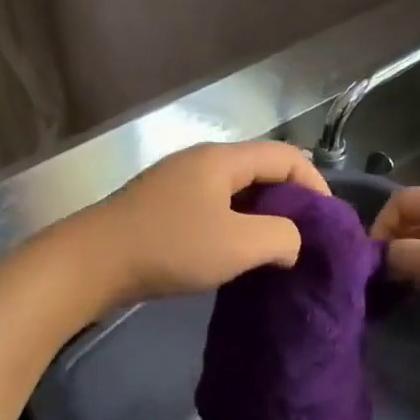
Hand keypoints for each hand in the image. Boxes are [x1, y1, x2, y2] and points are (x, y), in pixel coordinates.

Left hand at [62, 141, 331, 304]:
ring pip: (235, 194)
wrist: (92, 263)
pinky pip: (211, 210)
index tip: (326, 226)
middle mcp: (201, 163)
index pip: (287, 157)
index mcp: (223, 160)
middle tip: (304, 241)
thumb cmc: (170, 247)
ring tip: (273, 253)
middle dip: (289, 203)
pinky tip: (233, 256)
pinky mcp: (161, 209)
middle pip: (260, 172)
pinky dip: (232, 228)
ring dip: (259, 219)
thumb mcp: (238, 244)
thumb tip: (293, 242)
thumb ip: (281, 237)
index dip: (315, 185)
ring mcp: (177, 185)